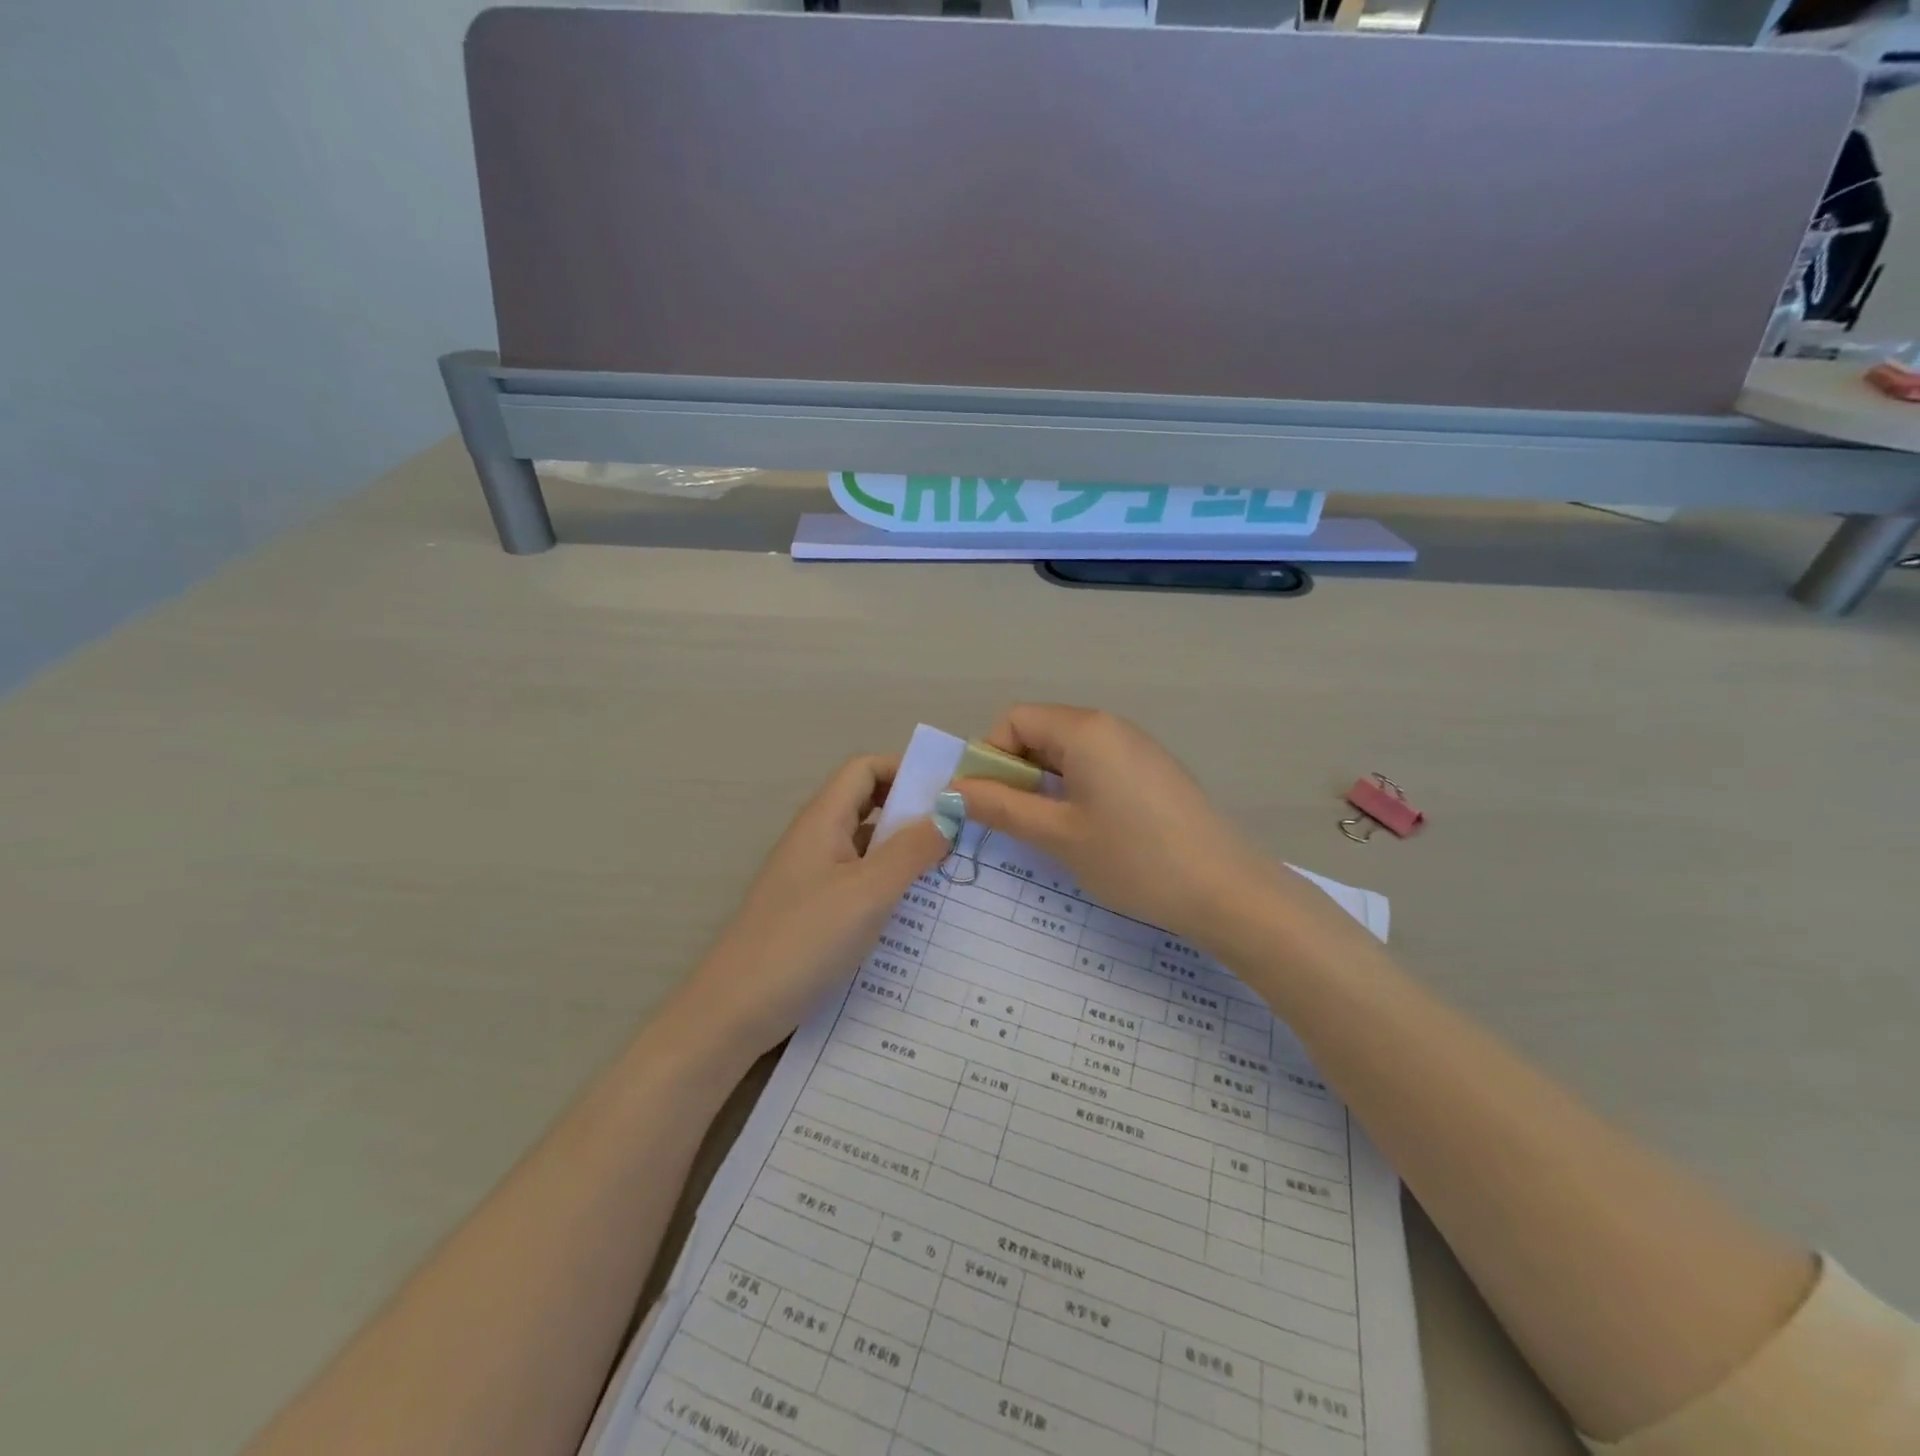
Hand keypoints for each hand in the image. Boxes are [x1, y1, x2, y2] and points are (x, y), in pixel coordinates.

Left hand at [672, 755, 951, 1062]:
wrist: (735, 1011)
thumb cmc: (804, 940)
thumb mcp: (868, 892)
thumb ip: (912, 849)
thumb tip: (950, 812)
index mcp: (822, 821)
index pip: (865, 768)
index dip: (906, 769)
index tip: (950, 794)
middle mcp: (815, 840)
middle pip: (868, 804)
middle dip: (913, 812)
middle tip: (960, 833)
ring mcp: (812, 878)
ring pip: (866, 847)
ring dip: (905, 851)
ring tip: (950, 871)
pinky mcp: (813, 912)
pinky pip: (859, 882)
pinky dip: (889, 885)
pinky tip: (915, 912)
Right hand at [954, 705, 1269, 945]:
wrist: (1226, 890)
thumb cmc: (1133, 858)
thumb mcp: (1057, 835)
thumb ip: (1001, 807)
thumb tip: (955, 790)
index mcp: (1084, 729)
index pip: (1014, 720)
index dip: (990, 757)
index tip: (987, 803)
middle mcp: (1111, 726)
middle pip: (1041, 732)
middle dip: (1016, 772)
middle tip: (1015, 823)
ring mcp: (1137, 747)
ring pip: (1069, 752)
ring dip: (1045, 784)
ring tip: (1050, 832)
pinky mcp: (1155, 771)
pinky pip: (1098, 766)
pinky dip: (1076, 789)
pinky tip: (1089, 831)